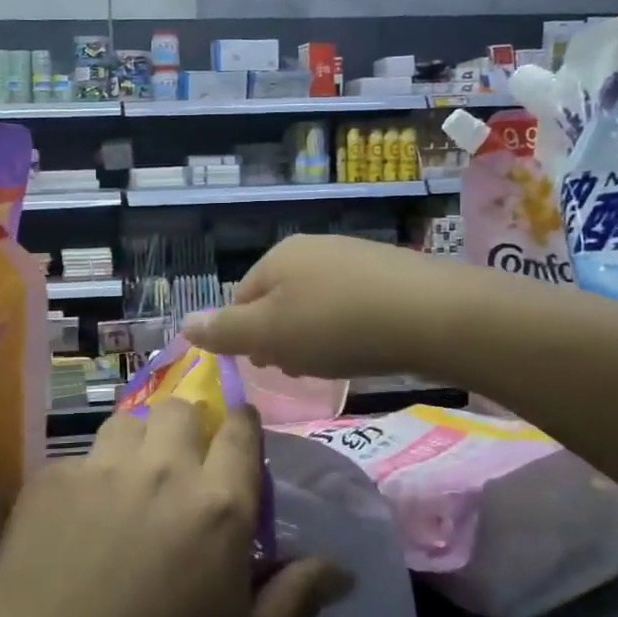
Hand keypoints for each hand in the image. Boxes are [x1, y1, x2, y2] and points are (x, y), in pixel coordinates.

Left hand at [0, 401, 349, 616]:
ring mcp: (98, 470)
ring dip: (139, 446)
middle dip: (189, 430)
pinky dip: (89, 480)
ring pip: (127, 424)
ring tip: (130, 491)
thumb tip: (342, 568)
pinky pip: (79, 460)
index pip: (241, 429)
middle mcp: (161, 470)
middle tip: (182, 474)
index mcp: (218, 505)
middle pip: (180, 410)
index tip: (238, 442)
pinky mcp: (46, 482)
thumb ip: (297, 598)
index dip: (242, 427)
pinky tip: (76, 527)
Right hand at [183, 233, 461, 379]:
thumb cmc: (338, 326)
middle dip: (281, 337)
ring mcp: (352, 256)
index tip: (266, 366)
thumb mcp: (271, 334)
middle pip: (278, 300)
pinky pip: (350, 303)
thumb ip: (225, 330)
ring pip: (315, 302)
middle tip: (300, 368)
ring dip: (314, 335)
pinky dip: (348, 327)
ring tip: (333, 363)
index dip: (246, 337)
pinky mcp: (388, 272)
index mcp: (277, 257)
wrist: (433, 314)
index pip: (240, 300)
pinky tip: (365, 347)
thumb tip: (184, 322)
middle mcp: (311, 248)